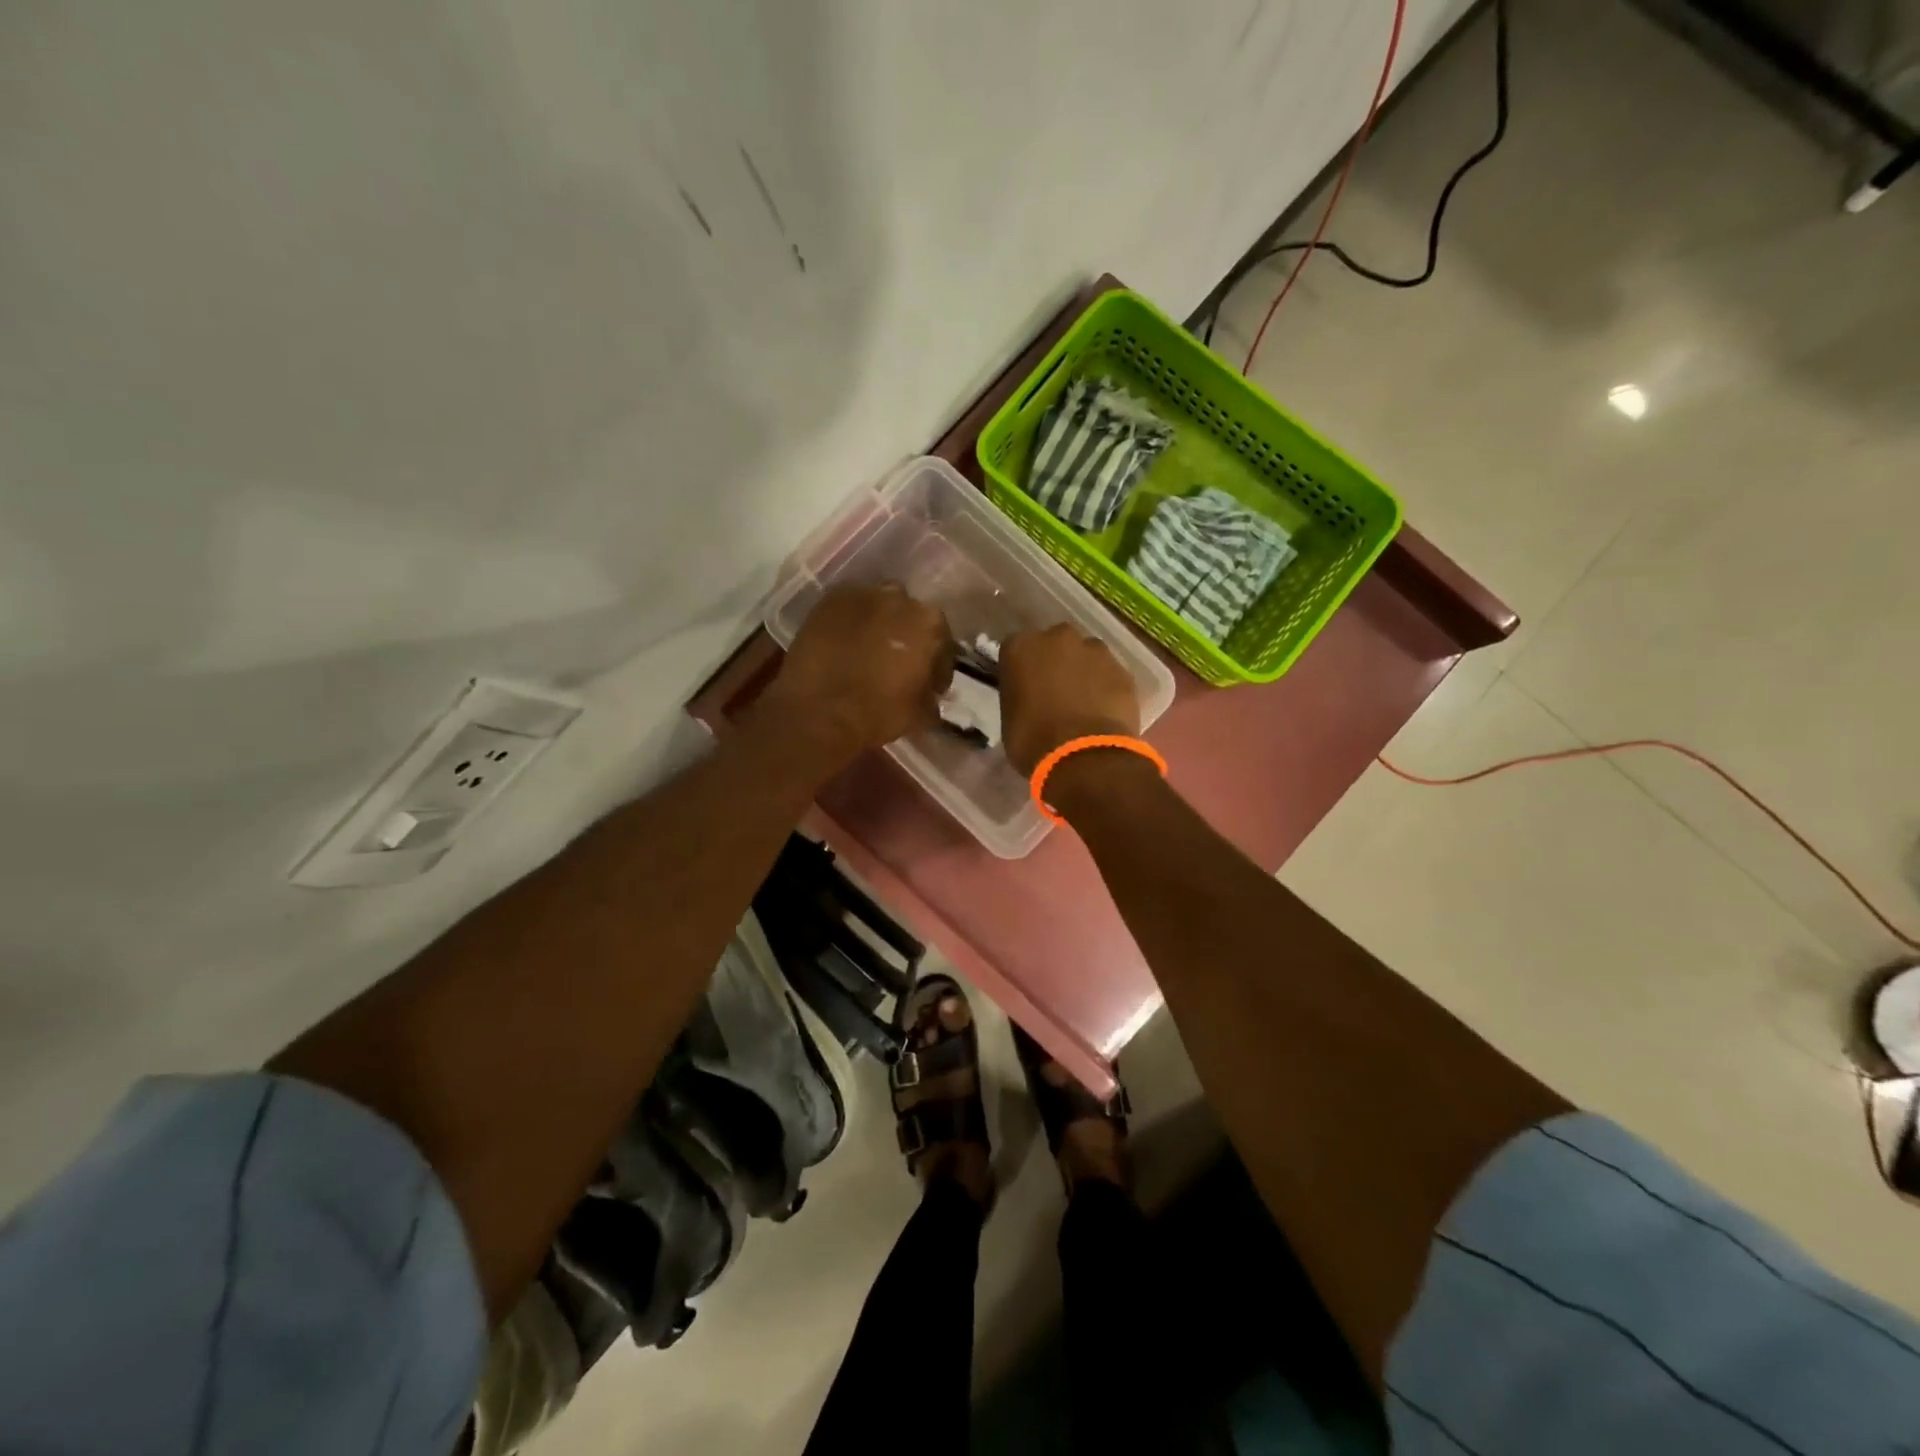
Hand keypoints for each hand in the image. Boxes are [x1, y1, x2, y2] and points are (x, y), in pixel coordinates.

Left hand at [765, 584, 953, 758]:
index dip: (936, 665)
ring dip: (877, 626)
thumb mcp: (921, 715)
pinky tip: (842, 646)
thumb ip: (932, 698)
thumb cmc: (879, 713)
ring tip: (867, 653)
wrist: (820, 713)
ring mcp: (860, 595)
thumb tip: (930, 696)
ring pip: (877, 608)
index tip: (928, 683)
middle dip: (906, 637)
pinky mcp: (827, 601)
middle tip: (895, 663)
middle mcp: (899, 598)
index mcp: (930, 623)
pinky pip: (846, 610)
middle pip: (909, 616)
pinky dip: (848, 625)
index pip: (942, 641)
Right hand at [998, 625, 1140, 775]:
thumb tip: (1030, 700)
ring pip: (1087, 656)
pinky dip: (1106, 688)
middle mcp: (1058, 637)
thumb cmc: (1033, 741)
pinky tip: (1104, 712)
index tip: (1026, 687)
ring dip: (1084, 672)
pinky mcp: (1122, 669)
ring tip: (1084, 704)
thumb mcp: (1010, 719)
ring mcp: (1095, 650)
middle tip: (1055, 693)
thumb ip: (1020, 696)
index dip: (1023, 669)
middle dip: (1056, 662)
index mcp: (1021, 646)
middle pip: (1055, 644)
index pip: (1017, 649)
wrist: (1083, 756)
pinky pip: (1109, 675)